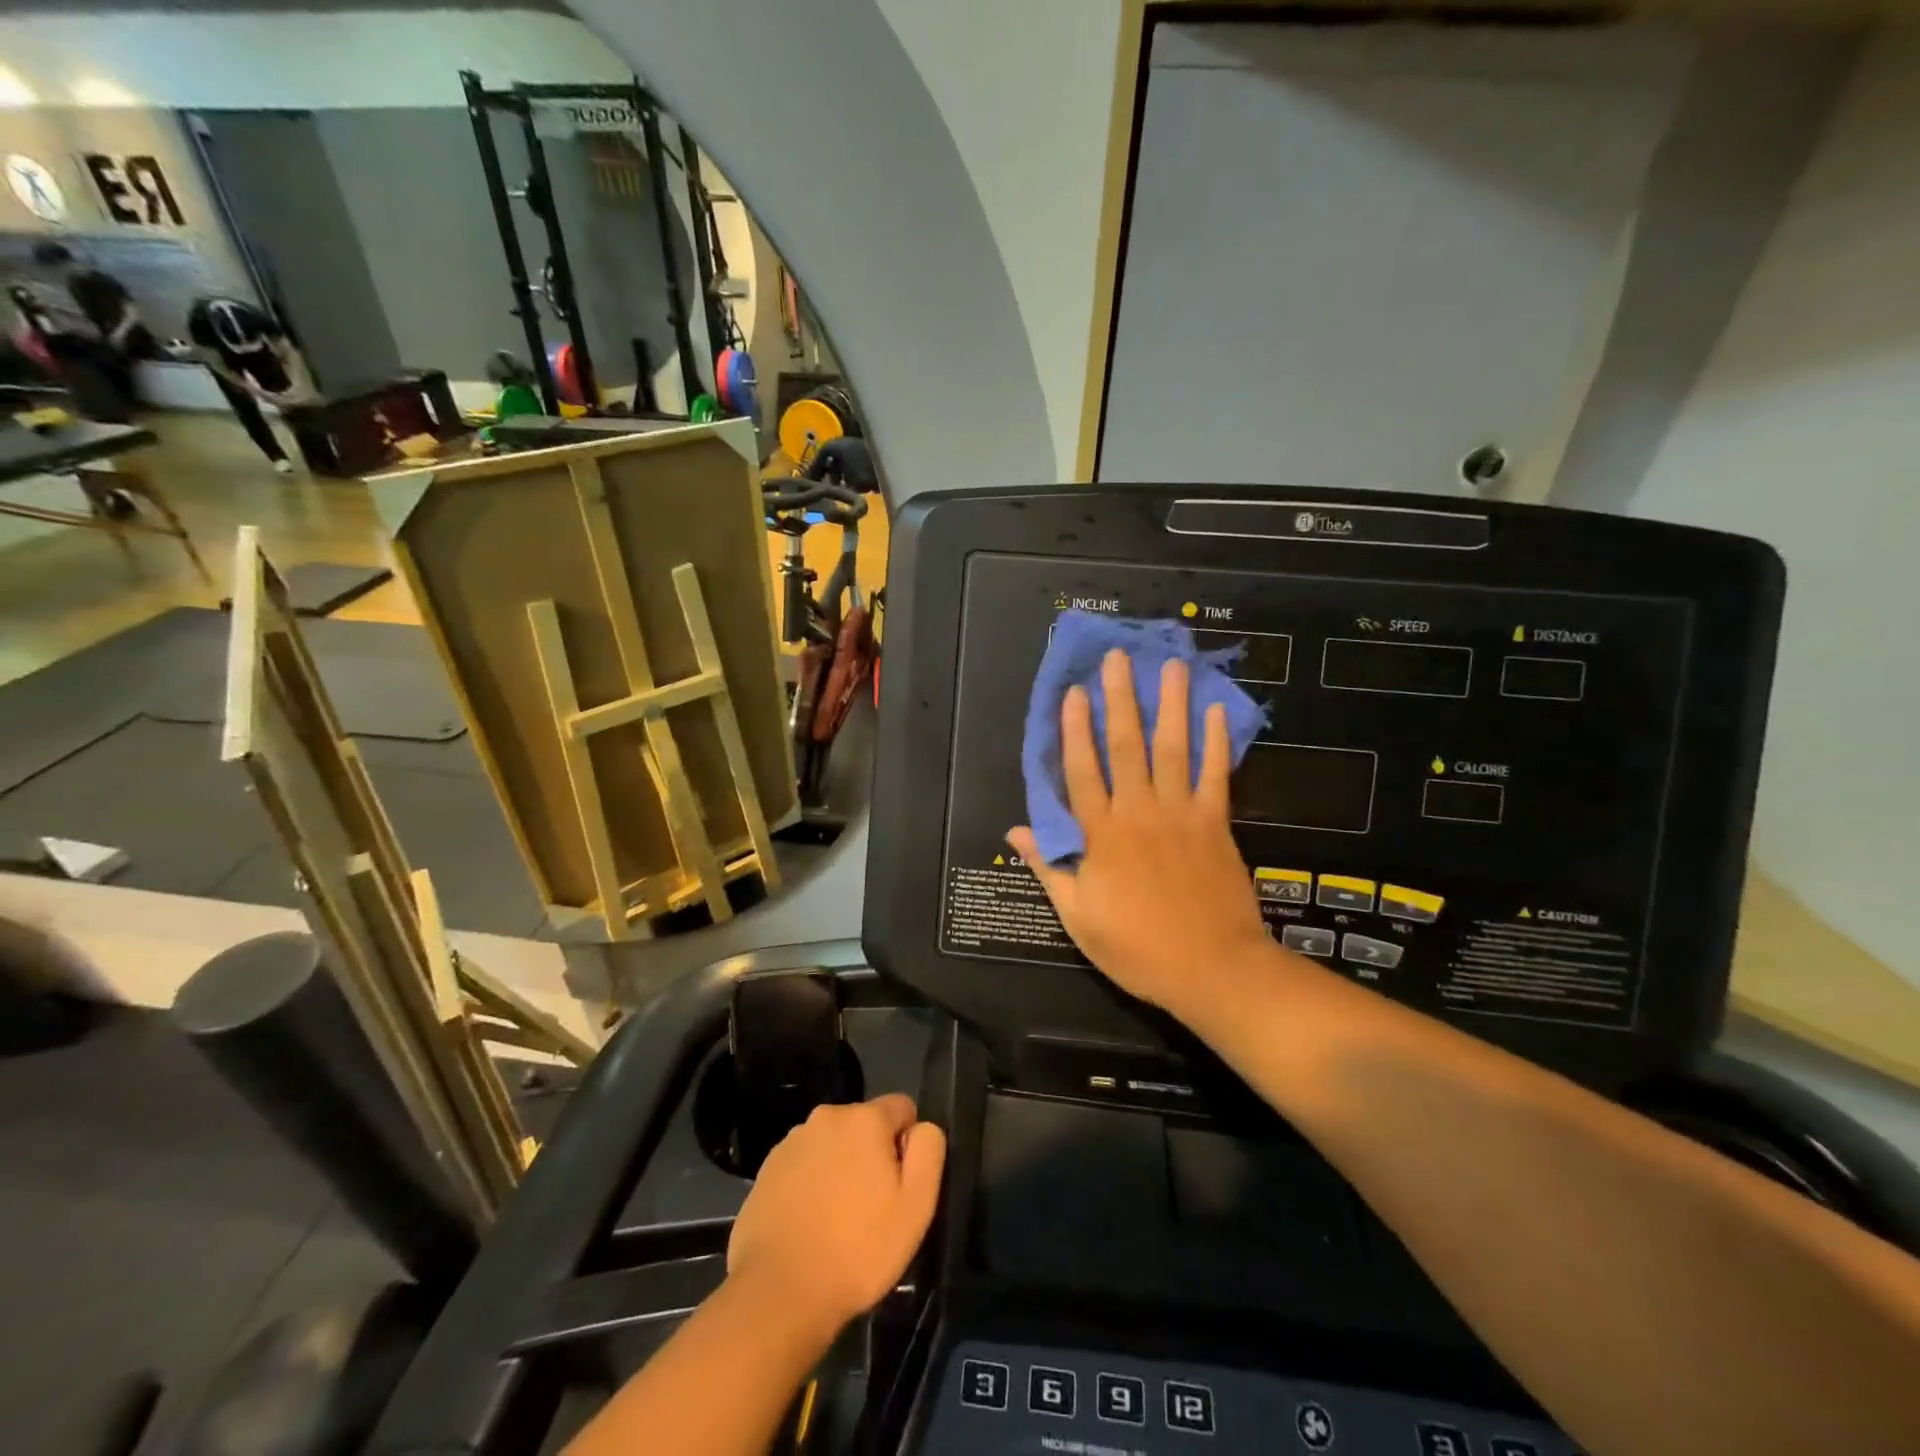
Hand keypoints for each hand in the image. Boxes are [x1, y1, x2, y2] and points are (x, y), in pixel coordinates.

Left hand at [727, 1094, 945, 1334]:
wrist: (779, 1292)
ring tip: (837, 1221)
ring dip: (840, 1168)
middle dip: (872, 1156)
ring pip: (832, 1145)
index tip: (899, 1186)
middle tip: (871, 1209)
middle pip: (864, 1126)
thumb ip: (928, 1150)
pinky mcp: (766, 1170)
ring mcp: (792, 1142)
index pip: (902, 1108)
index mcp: (864, 1118)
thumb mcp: (916, 1205)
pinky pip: (803, 1166)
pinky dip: (811, 1185)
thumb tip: (921, 1128)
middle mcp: (826, 1116)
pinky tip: (809, 1225)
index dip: (908, 1145)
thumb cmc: (858, 1249)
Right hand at [1009, 651, 1269, 1015]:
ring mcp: (1181, 814)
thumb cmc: (1138, 948)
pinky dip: (1216, 742)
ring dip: (1170, 705)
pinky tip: (1215, 710)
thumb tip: (1016, 830)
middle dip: (1120, 699)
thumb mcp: (1079, 917)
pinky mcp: (1216, 824)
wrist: (1213, 969)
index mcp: (1101, 835)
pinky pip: (1215, 775)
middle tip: (1119, 657)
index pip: (1082, 771)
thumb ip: (1050, 867)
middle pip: (1126, 746)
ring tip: (1170, 666)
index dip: (1075, 730)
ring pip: (1172, 749)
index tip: (1074, 692)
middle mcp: (1139, 813)